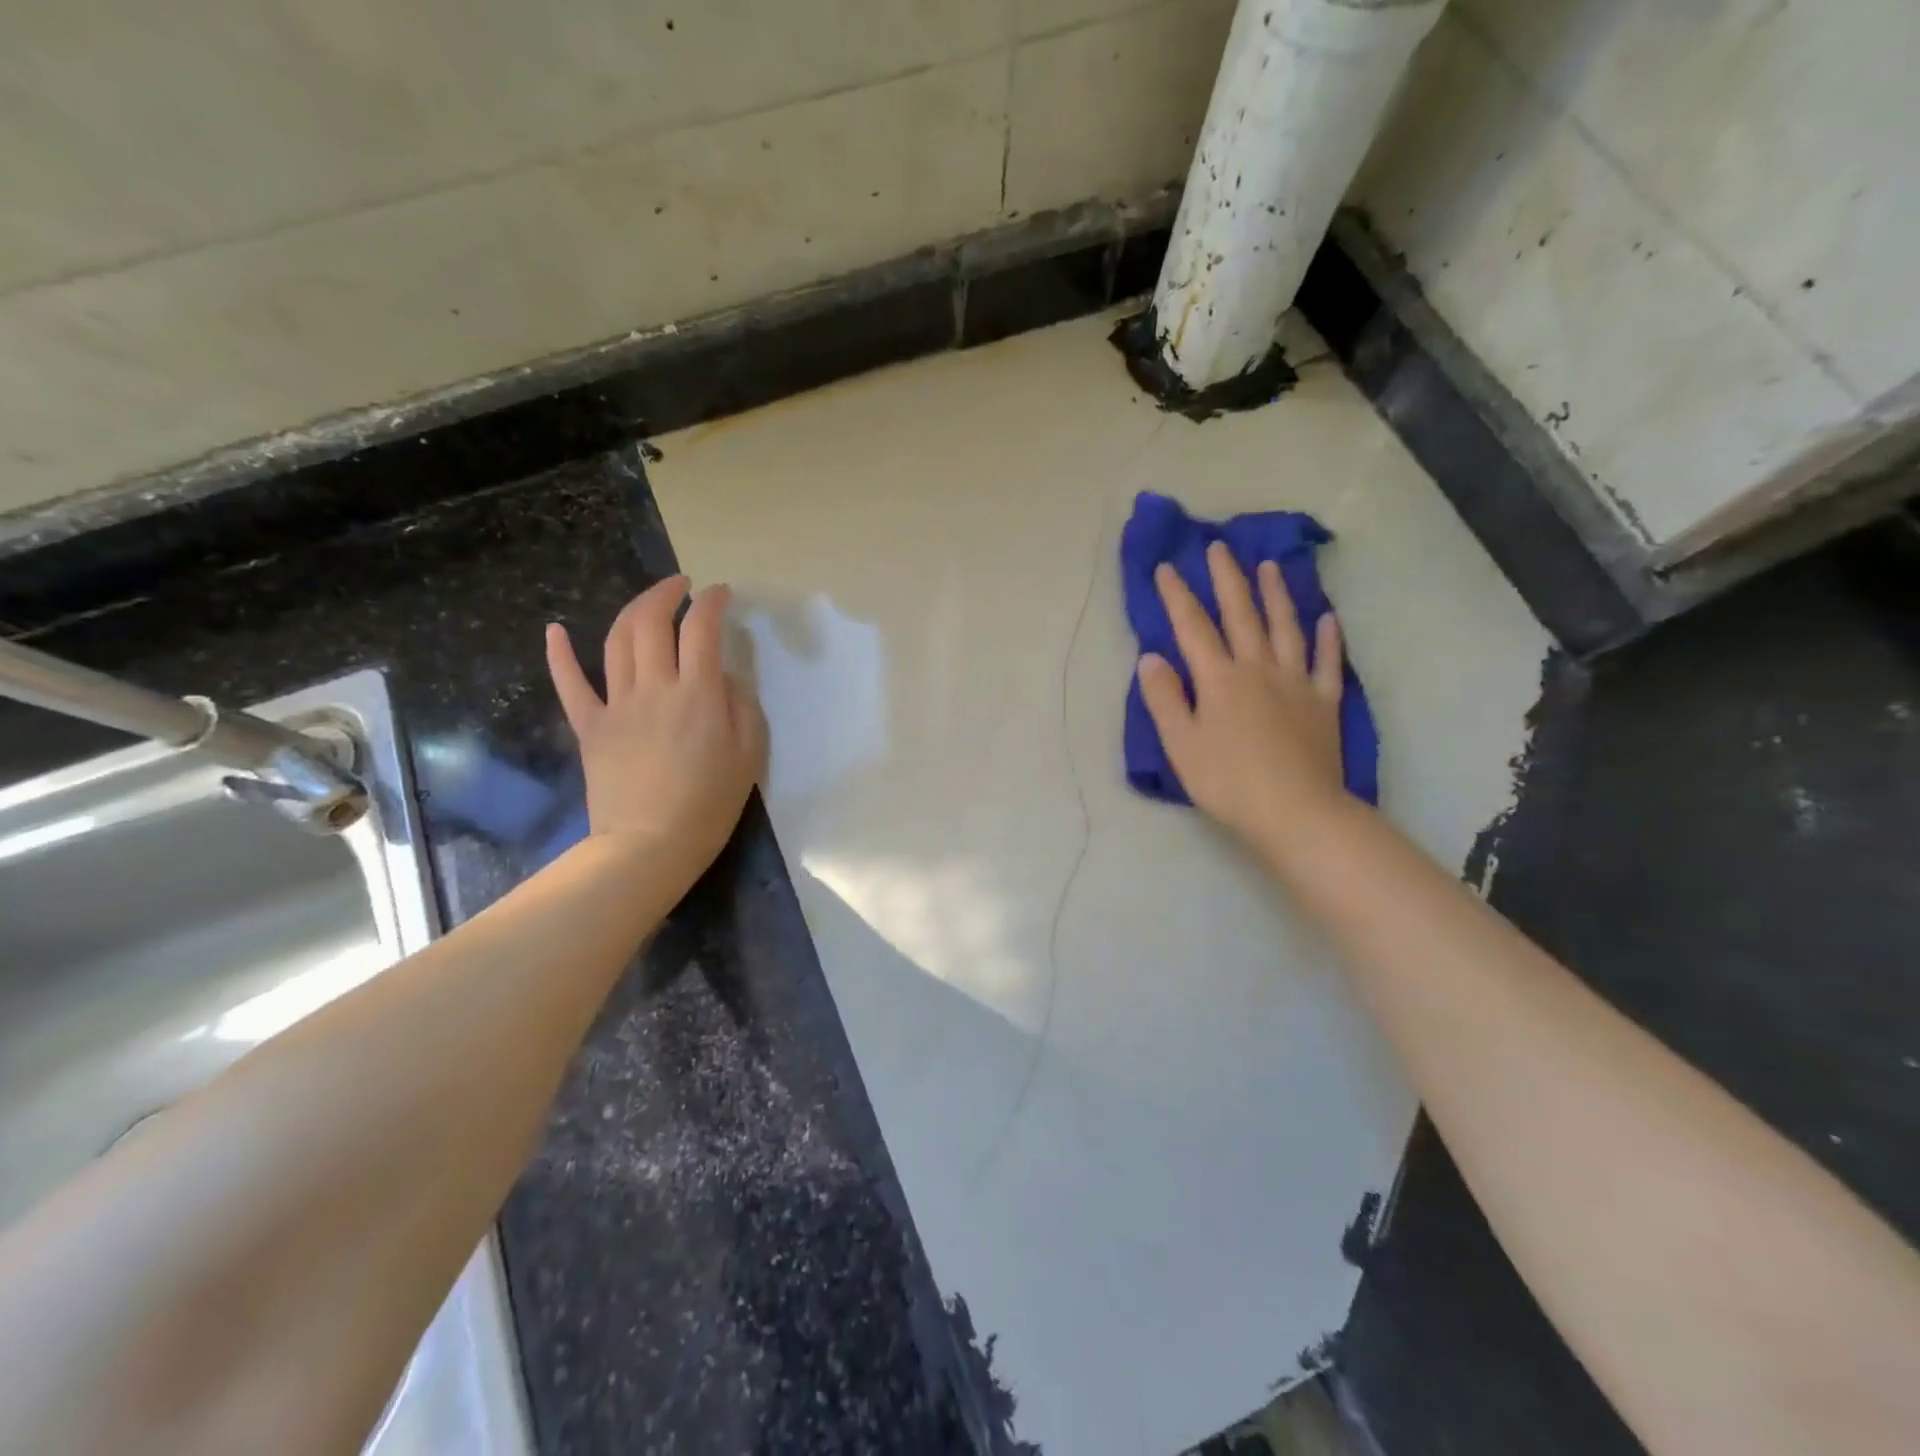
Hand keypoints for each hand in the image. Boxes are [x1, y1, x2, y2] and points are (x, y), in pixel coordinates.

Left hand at [546, 576, 767, 877]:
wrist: (648, 846)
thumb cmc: (709, 805)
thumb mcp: (749, 756)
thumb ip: (743, 707)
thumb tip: (726, 677)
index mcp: (697, 694)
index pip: (702, 629)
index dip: (711, 602)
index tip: (721, 593)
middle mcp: (654, 688)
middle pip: (651, 623)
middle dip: (666, 593)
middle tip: (682, 586)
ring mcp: (616, 705)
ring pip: (615, 641)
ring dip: (631, 611)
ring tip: (648, 602)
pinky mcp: (590, 727)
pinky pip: (570, 684)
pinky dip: (559, 654)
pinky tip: (554, 630)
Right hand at [1137, 542, 1350, 856]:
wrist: (1296, 812)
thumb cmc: (1228, 782)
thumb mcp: (1181, 744)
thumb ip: (1165, 698)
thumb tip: (1150, 657)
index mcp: (1219, 679)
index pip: (1193, 628)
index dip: (1178, 596)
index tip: (1167, 567)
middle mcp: (1258, 669)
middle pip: (1241, 615)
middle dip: (1227, 579)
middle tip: (1219, 548)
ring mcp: (1296, 683)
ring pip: (1286, 628)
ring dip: (1276, 595)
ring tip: (1270, 567)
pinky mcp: (1325, 703)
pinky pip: (1328, 663)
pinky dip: (1329, 639)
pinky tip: (1329, 619)